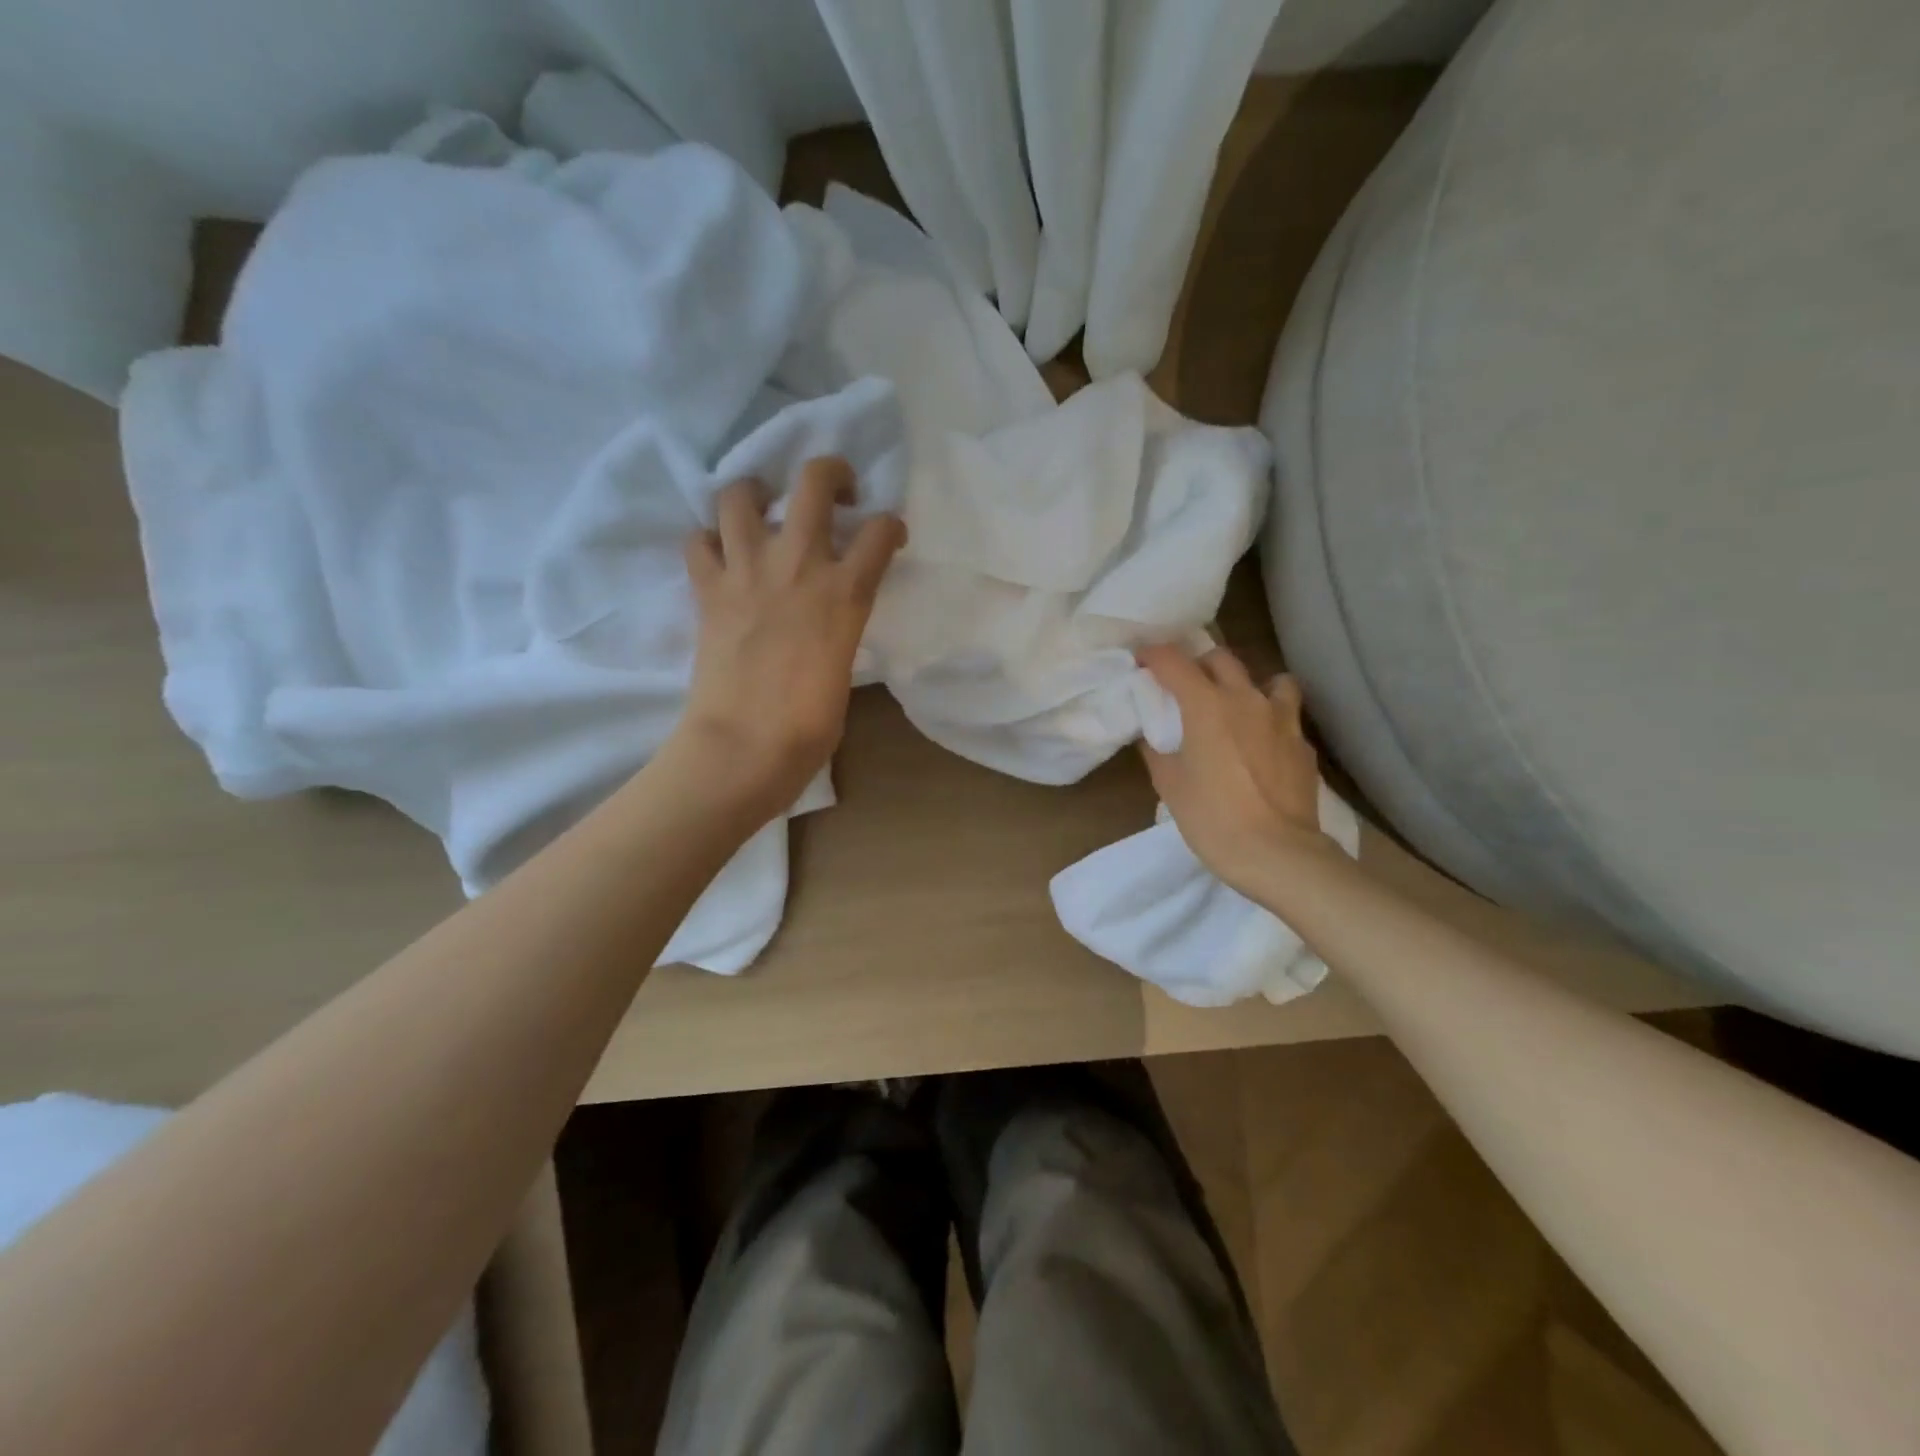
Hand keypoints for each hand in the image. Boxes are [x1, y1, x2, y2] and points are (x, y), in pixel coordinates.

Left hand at [675, 457, 905, 822]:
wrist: (745, 746)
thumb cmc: (809, 725)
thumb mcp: (844, 665)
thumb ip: (841, 624)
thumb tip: (830, 613)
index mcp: (846, 593)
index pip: (881, 531)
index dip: (891, 526)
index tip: (888, 537)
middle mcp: (799, 565)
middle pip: (814, 481)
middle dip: (831, 473)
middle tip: (836, 494)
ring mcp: (747, 571)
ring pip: (741, 494)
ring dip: (757, 493)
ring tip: (766, 511)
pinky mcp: (707, 589)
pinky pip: (698, 541)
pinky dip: (709, 541)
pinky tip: (723, 557)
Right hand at [1136, 644, 1338, 896]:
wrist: (1278, 855)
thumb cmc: (1213, 819)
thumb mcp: (1169, 785)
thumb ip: (1156, 750)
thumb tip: (1150, 733)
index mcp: (1206, 705)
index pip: (1173, 660)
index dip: (1153, 655)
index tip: (1142, 662)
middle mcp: (1246, 699)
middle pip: (1221, 658)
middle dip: (1198, 664)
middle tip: (1185, 686)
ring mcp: (1282, 719)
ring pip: (1269, 678)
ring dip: (1248, 684)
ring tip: (1238, 707)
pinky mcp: (1303, 744)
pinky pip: (1286, 716)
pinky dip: (1270, 720)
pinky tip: (1262, 745)